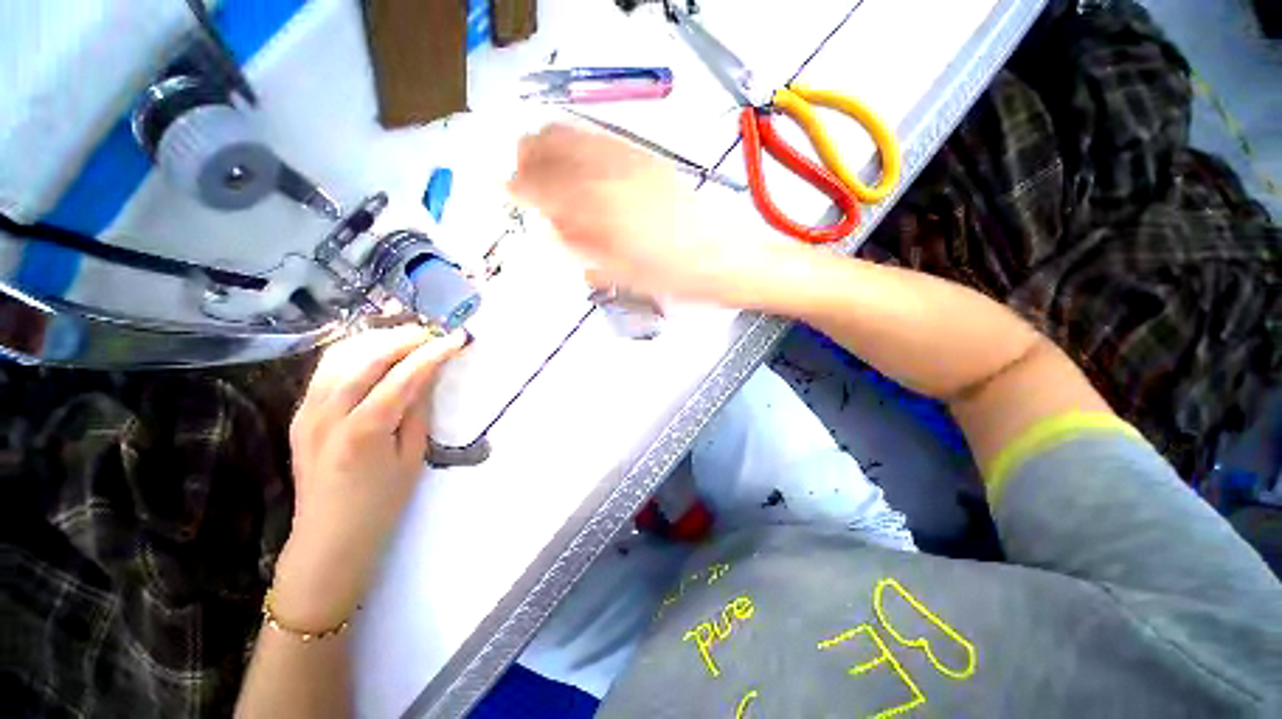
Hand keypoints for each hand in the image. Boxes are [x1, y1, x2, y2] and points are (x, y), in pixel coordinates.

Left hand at [272, 325, 464, 627]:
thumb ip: (418, 410)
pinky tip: (373, 351)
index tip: (456, 338)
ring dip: (376, 339)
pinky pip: (325, 370)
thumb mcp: (413, 456)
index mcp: (364, 430)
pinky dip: (352, 352)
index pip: (403, 376)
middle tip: (432, 331)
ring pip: (339, 356)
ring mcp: (306, 412)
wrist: (329, 537)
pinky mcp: (299, 413)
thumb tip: (428, 374)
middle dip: (403, 338)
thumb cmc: (382, 503)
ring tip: (406, 335)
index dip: (433, 353)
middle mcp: (328, 414)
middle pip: (367, 358)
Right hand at [510, 123, 765, 304]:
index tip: (506, 192)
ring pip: (574, 136)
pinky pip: (602, 140)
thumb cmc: (674, 279)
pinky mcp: (649, 158)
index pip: (540, 185)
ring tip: (542, 164)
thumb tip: (551, 228)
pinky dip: (579, 144)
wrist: (726, 259)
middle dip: (528, 161)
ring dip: (549, 147)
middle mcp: (610, 174)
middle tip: (522, 179)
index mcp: (598, 210)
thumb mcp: (622, 275)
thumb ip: (582, 248)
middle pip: (549, 147)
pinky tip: (578, 159)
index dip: (518, 188)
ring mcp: (632, 160)